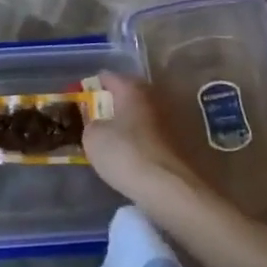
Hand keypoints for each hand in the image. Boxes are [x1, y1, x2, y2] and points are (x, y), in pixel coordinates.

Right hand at [82, 71, 204, 205]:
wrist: (172, 189)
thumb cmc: (127, 155)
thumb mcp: (93, 139)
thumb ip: (91, 123)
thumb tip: (99, 124)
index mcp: (133, 88)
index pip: (107, 77)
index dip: (90, 88)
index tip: (80, 102)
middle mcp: (157, 94)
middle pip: (129, 94)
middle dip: (114, 104)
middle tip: (99, 121)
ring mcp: (175, 116)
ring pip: (146, 113)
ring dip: (133, 123)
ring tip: (118, 141)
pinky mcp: (186, 140)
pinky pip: (158, 133)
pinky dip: (147, 139)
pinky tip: (138, 155)